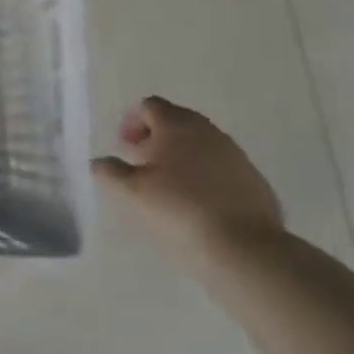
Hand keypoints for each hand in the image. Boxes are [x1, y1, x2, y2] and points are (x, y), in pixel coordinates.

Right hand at [93, 96, 283, 262]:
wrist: (244, 248)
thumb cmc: (179, 209)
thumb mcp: (131, 192)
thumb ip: (110, 172)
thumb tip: (99, 162)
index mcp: (176, 125)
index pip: (150, 106)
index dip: (132, 121)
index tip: (123, 147)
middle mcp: (207, 131)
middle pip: (176, 121)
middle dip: (155, 137)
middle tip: (141, 164)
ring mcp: (235, 154)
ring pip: (200, 144)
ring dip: (180, 156)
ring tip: (168, 186)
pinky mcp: (253, 180)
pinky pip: (220, 167)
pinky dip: (205, 175)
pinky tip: (198, 203)